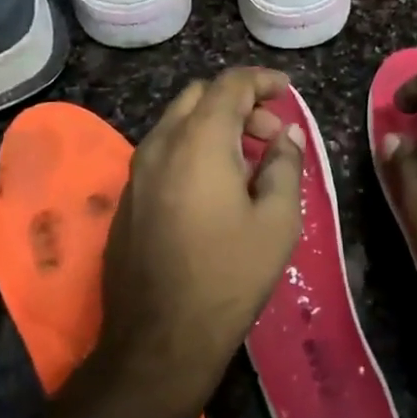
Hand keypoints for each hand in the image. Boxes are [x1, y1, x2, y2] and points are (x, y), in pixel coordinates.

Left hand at [99, 68, 304, 406]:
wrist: (160, 337)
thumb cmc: (229, 275)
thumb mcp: (277, 221)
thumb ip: (284, 166)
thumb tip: (285, 136)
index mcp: (199, 141)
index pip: (230, 84)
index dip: (263, 80)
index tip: (288, 92)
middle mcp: (160, 144)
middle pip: (199, 96)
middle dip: (240, 103)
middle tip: (271, 136)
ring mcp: (137, 171)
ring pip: (178, 123)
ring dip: (215, 126)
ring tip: (248, 164)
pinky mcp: (128, 198)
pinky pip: (163, 152)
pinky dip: (193, 149)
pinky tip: (215, 189)